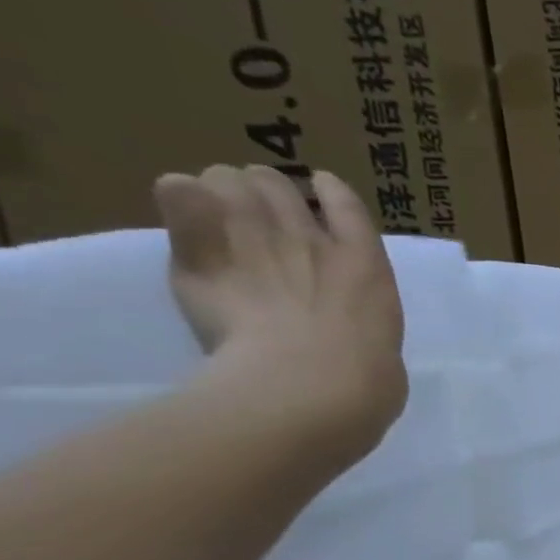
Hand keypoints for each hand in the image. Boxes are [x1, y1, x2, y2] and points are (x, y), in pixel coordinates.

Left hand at [153, 165, 405, 462]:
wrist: (314, 382)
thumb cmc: (365, 380)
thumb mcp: (380, 344)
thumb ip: (357, 319)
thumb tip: (338, 324)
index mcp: (365, 263)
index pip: (344, 201)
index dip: (327, 193)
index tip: (317, 203)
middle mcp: (309, 235)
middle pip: (272, 180)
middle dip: (261, 198)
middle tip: (255, 231)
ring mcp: (255, 235)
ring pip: (225, 177)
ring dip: (219, 198)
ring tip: (215, 230)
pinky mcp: (202, 247)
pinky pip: (178, 190)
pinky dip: (180, 201)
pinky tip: (187, 228)